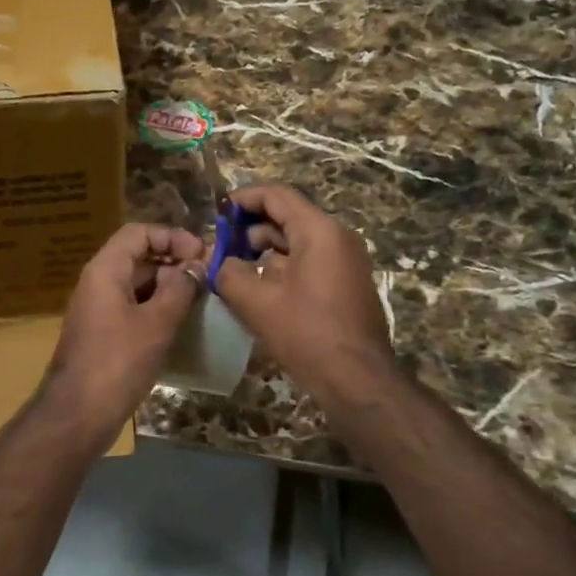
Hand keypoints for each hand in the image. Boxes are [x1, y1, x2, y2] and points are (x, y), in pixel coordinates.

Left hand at [43, 222, 204, 438]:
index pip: (139, 233)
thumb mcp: (156, 322)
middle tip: (208, 278)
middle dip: (174, 262)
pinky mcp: (103, 334)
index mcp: (105, 270)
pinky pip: (133, 308)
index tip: (201, 254)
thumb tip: (195, 265)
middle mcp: (98, 283)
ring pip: (137, 284)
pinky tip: (181, 325)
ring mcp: (98, 309)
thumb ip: (179, 288)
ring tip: (200, 300)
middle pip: (138, 256)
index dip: (172, 236)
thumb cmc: (118, 361)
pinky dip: (157, 309)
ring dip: (168, 287)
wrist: (78, 414)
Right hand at [212, 183, 399, 404]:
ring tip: (234, 270)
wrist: (358, 379)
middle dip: (250, 229)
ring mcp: (346, 260)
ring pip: (298, 241)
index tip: (217, 214)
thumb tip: (218, 261)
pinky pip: (310, 261)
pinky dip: (283, 266)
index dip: (243, 199)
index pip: (276, 195)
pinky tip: (260, 289)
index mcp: (319, 230)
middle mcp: (337, 237)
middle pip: (287, 217)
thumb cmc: (306, 333)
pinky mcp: (347, 283)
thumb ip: (229, 272)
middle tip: (220, 247)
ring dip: (265, 250)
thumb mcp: (256, 302)